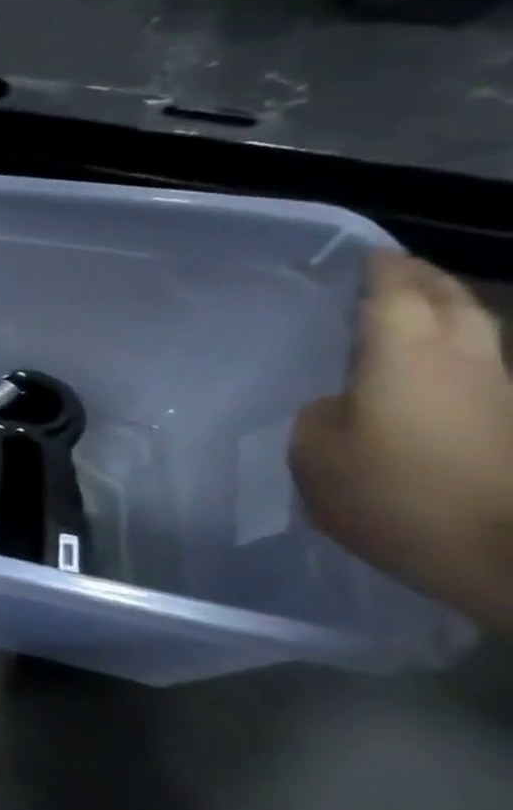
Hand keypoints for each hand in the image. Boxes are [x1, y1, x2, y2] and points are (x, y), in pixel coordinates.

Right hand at [290, 251, 512, 631]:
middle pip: (452, 301)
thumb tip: (339, 405)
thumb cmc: (392, 495)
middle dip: (423, 280)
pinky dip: (449, 350)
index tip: (361, 253)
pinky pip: (477, 366)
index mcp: (406, 357)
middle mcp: (461, 361)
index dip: (378, 269)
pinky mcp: (507, 424)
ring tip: (407, 310)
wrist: (502, 555)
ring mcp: (496, 392)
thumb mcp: (315, 456)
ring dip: (444, 312)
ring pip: (475, 330)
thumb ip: (321, 417)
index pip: (395, 294)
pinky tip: (422, 366)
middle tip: (389, 272)